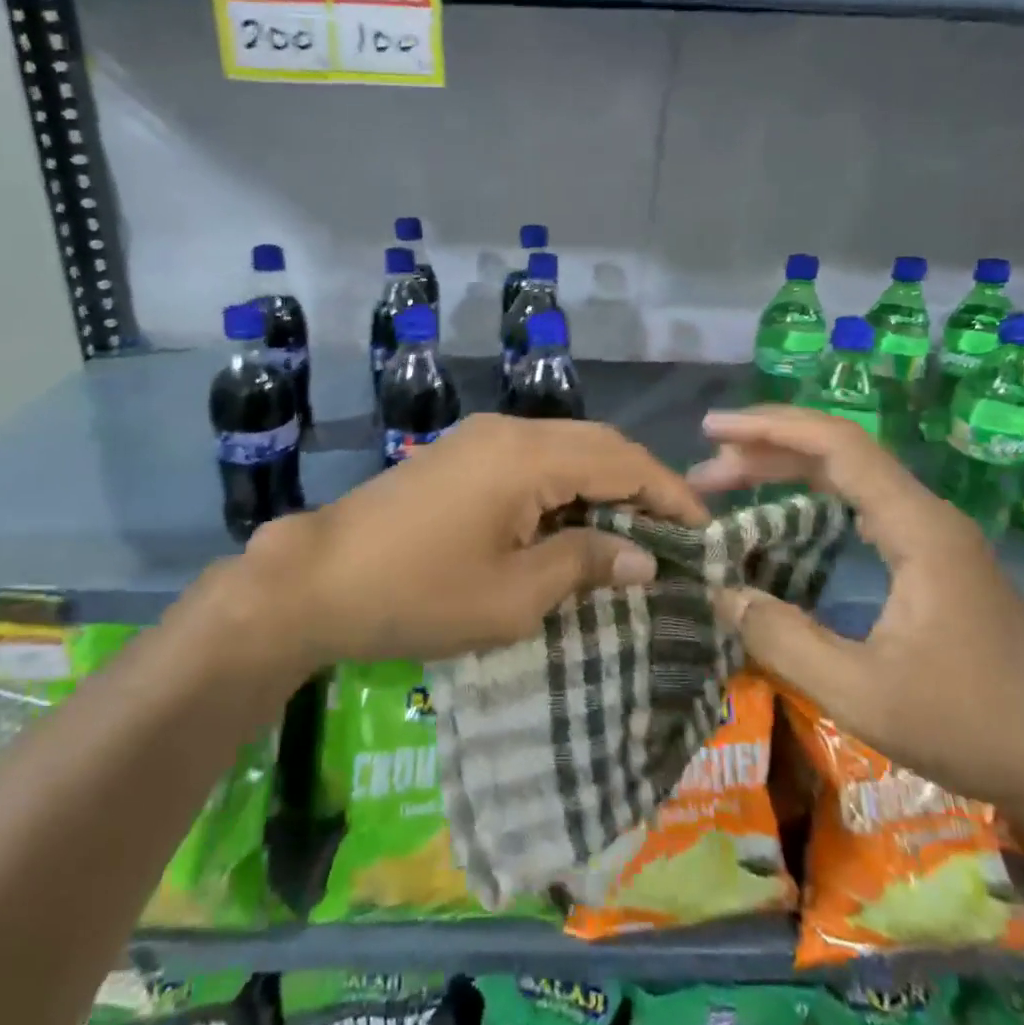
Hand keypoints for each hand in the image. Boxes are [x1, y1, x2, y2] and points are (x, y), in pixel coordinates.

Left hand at [239, 414, 706, 666]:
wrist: (318, 578)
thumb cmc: (419, 593)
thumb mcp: (513, 595)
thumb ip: (584, 564)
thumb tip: (643, 557)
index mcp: (528, 456)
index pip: (623, 461)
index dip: (671, 494)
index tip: (705, 533)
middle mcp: (509, 430)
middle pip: (597, 444)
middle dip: (642, 485)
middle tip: (675, 534)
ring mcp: (479, 438)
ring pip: (564, 448)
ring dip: (603, 483)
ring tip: (634, 532)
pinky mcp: (458, 454)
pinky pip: (531, 458)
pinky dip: (565, 485)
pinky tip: (573, 522)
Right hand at [690, 406, 1023, 838]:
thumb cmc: (971, 728)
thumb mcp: (862, 694)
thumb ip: (784, 640)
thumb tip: (721, 592)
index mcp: (918, 530)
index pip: (838, 447)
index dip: (770, 429)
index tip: (713, 431)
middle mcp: (929, 518)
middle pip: (841, 452)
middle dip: (767, 448)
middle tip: (704, 468)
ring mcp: (936, 538)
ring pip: (852, 477)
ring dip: (788, 470)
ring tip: (728, 482)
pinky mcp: (937, 561)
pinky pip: (864, 504)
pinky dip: (813, 496)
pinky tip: (786, 515)